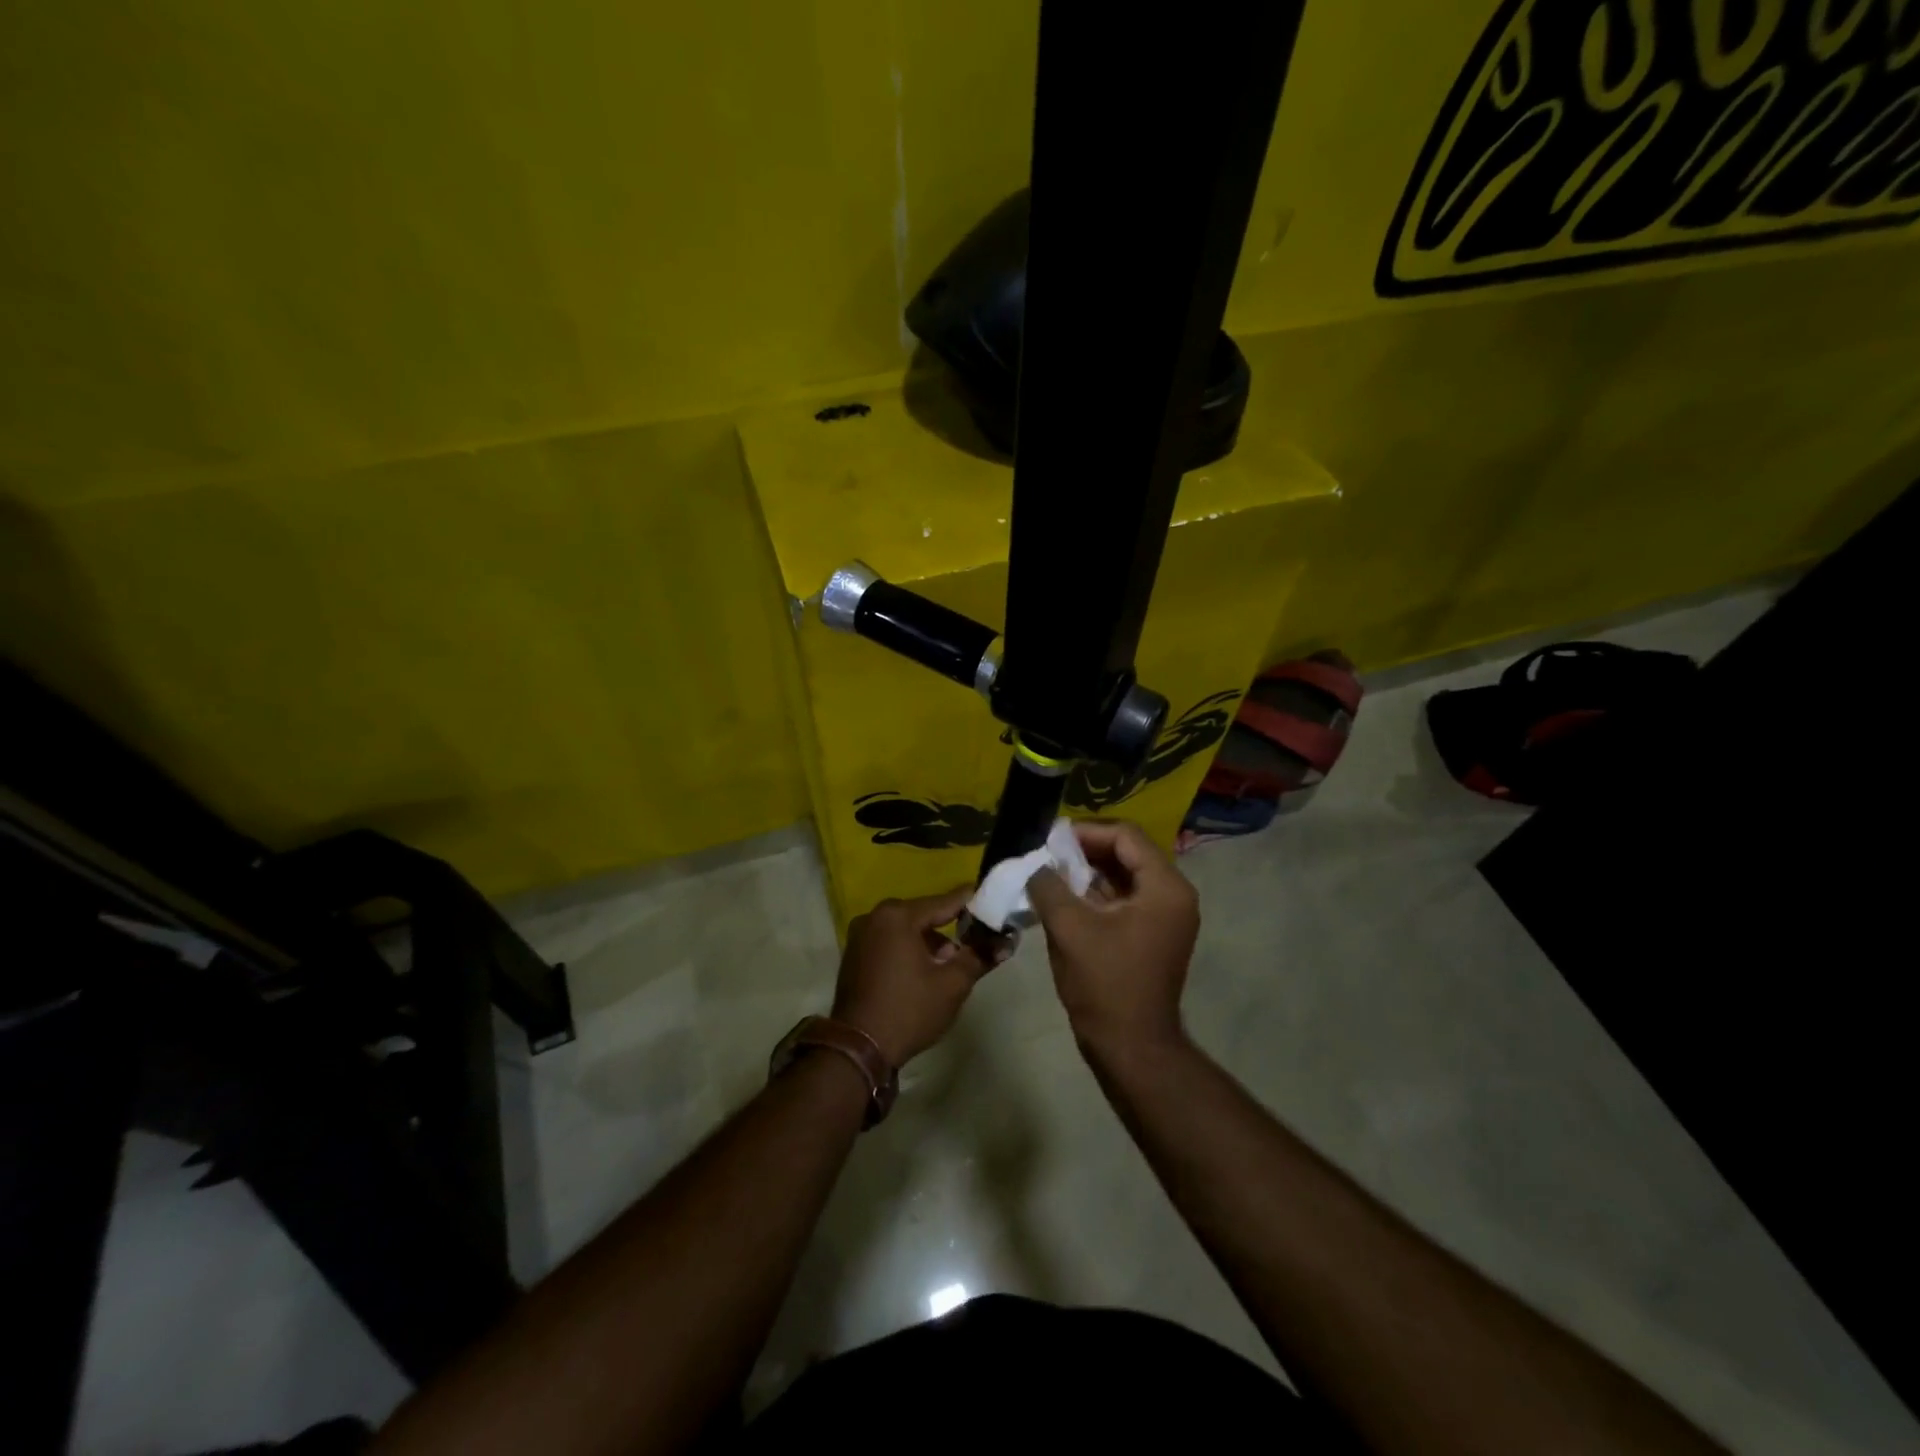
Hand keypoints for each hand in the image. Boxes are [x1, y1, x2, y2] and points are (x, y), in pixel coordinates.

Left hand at [832, 885, 987, 1067]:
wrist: (858, 1049)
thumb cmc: (909, 1010)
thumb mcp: (952, 984)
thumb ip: (980, 956)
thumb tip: (1006, 943)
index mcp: (898, 915)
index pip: (946, 901)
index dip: (974, 904)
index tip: (996, 905)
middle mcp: (875, 916)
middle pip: (924, 915)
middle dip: (950, 929)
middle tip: (974, 946)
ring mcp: (860, 935)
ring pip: (906, 929)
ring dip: (929, 943)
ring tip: (948, 968)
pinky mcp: (854, 954)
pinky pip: (890, 942)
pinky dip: (908, 950)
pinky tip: (922, 974)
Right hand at [1026, 820, 1199, 1059]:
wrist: (1131, 1047)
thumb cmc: (1105, 983)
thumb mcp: (1069, 928)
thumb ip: (1049, 885)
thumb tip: (1035, 864)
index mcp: (1165, 887)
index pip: (1126, 836)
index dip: (1086, 832)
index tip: (1050, 837)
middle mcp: (1174, 895)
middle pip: (1128, 853)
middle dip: (1086, 850)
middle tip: (1047, 852)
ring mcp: (1166, 917)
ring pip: (1125, 876)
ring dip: (1089, 871)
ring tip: (1050, 871)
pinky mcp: (1153, 935)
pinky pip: (1125, 899)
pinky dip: (1097, 893)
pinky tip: (1064, 896)